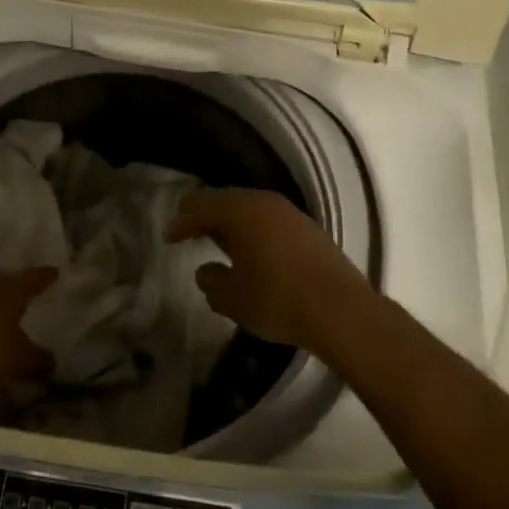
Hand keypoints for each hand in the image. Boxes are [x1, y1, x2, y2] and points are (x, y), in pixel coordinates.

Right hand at [166, 188, 370, 353]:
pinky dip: (252, 228)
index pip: (202, 206)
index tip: (168, 235)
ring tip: (217, 238)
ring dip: (231, 220)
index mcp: (241, 211)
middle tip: (188, 227)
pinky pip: (269, 219)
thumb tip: (205, 271)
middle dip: (205, 213)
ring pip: (250, 208)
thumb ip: (213, 282)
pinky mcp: (308, 229)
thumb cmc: (278, 300)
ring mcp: (290, 213)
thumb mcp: (234, 298)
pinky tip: (251, 248)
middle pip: (226, 200)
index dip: (182, 221)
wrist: (340, 309)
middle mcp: (265, 203)